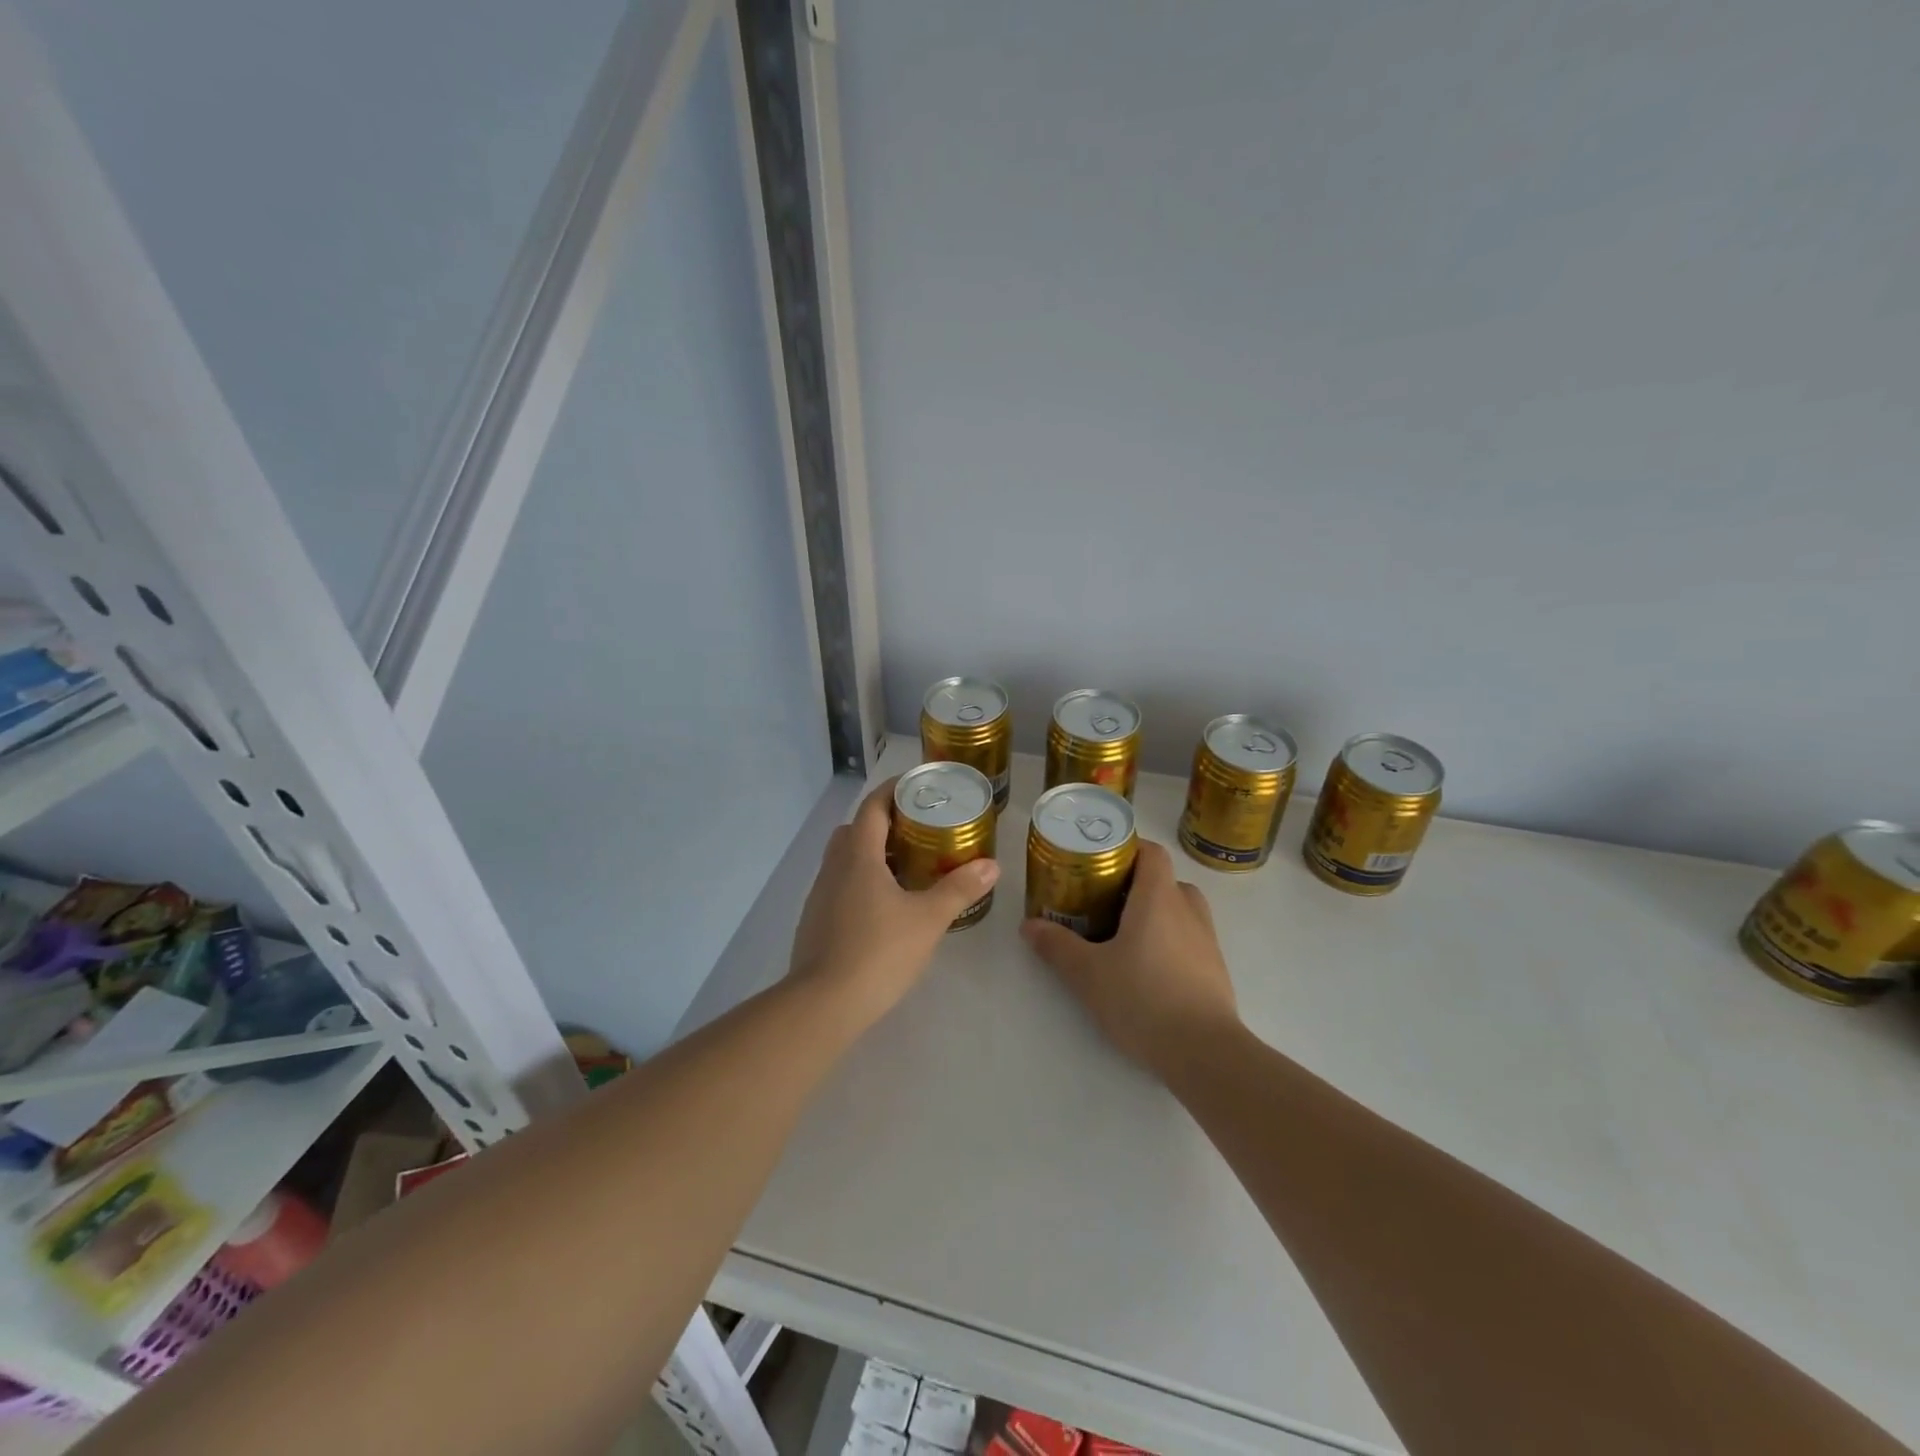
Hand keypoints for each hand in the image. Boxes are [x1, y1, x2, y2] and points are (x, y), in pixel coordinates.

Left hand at [788, 778, 1000, 1027]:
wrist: (823, 1004)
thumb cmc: (878, 952)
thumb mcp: (928, 920)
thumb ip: (959, 889)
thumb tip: (991, 865)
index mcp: (858, 857)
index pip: (872, 808)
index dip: (892, 791)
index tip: (915, 786)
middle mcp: (834, 868)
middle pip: (855, 830)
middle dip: (882, 823)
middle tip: (916, 831)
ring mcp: (819, 896)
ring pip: (844, 860)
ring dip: (871, 855)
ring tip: (905, 869)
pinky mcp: (814, 922)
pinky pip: (839, 886)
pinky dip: (860, 882)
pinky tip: (883, 908)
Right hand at [1021, 839, 1241, 1079]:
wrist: (1205, 1052)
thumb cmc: (1143, 999)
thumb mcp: (1088, 973)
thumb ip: (1057, 946)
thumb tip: (1028, 925)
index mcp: (1159, 897)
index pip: (1151, 851)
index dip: (1128, 848)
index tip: (1100, 862)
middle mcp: (1188, 909)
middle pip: (1164, 880)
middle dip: (1135, 885)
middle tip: (1103, 902)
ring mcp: (1207, 939)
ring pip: (1179, 909)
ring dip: (1154, 913)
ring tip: (1123, 935)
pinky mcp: (1215, 969)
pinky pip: (1189, 937)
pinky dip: (1169, 940)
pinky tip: (1146, 969)